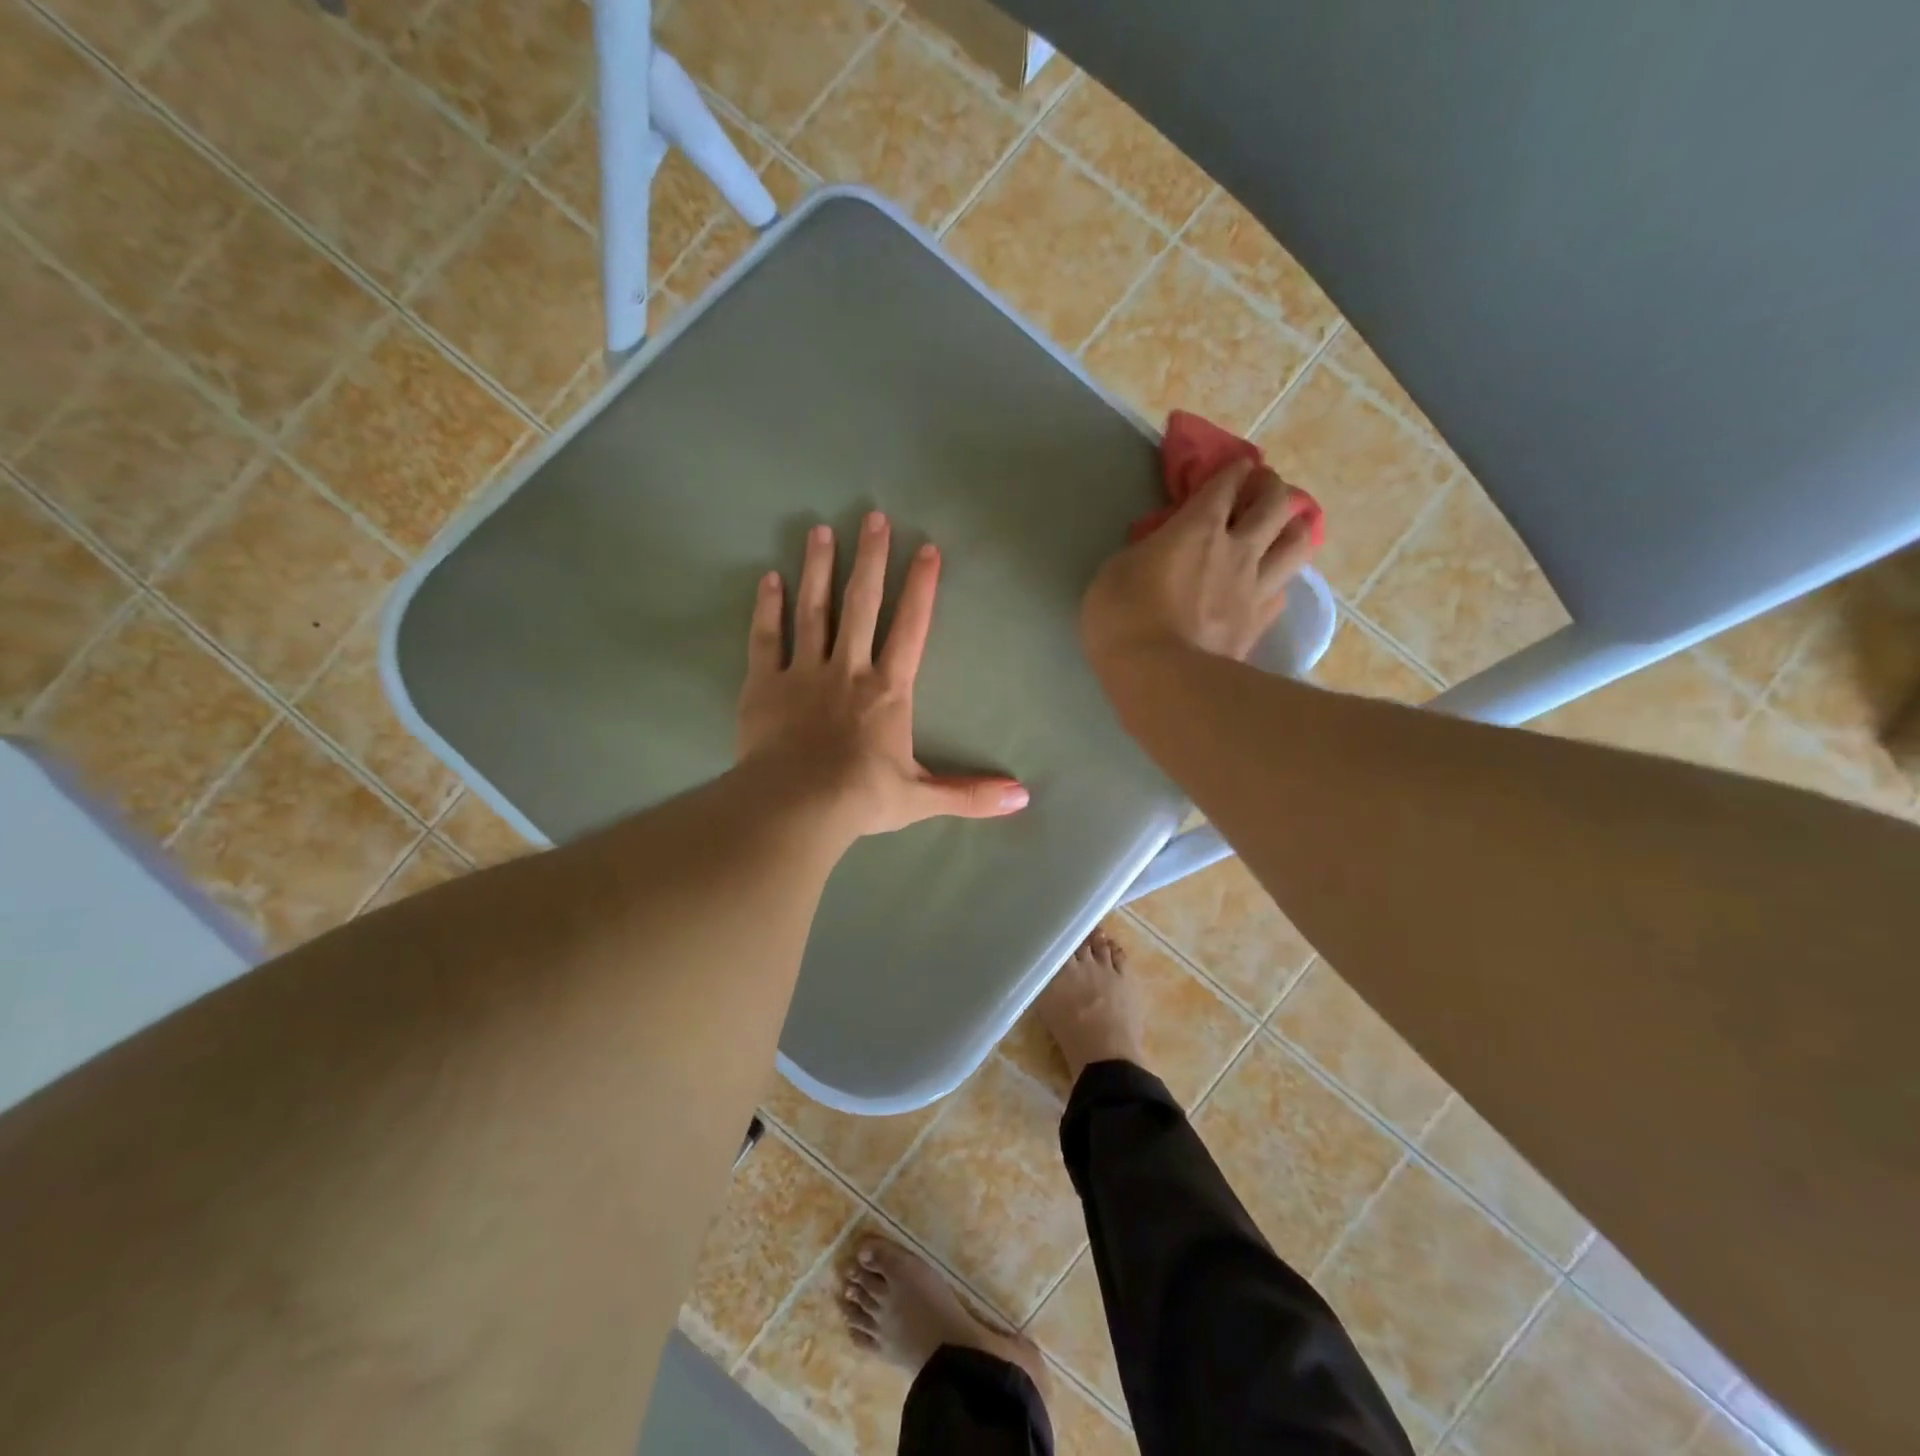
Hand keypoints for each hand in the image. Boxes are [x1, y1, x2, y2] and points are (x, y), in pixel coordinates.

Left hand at [737, 512, 1029, 838]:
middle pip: (862, 604)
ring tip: (821, 531)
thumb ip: (971, 794)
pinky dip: (767, 608)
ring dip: (819, 569)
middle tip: (873, 517)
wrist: (797, 806)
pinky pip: (766, 638)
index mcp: (887, 690)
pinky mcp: (764, 684)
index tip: (925, 548)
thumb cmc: (862, 798)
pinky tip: (770, 578)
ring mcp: (803, 673)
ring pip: (813, 611)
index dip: (920, 587)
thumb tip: (1023, 799)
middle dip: (870, 559)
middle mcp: (848, 669)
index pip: (910, 628)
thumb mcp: (922, 798)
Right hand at [1081, 460, 1318, 672]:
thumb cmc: (1123, 618)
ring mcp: (1254, 587)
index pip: (1226, 484)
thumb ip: (1145, 553)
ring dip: (1292, 528)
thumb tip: (1158, 552)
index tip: (1236, 467)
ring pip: (1296, 543)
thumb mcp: (1115, 572)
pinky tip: (1270, 585)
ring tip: (1282, 529)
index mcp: (1197, 527)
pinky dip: (1279, 581)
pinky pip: (1283, 592)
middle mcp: (1236, 548)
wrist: (1159, 677)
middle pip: (1275, 503)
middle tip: (1261, 489)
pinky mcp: (1259, 624)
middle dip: (1271, 488)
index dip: (1233, 470)